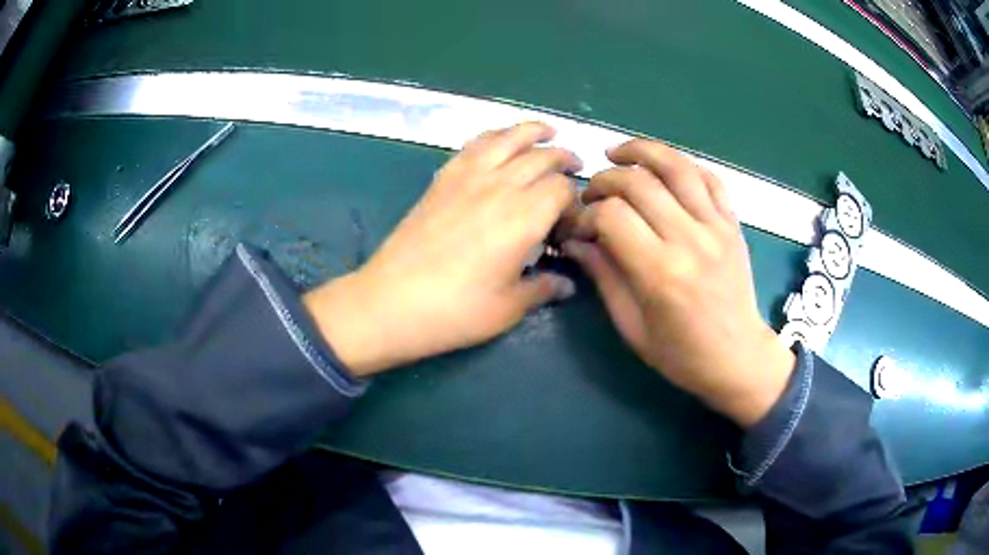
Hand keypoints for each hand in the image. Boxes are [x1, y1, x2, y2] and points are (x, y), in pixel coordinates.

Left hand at [304, 123, 580, 376]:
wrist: (392, 301)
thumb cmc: (455, 310)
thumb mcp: (508, 308)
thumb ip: (542, 288)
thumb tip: (567, 284)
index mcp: (524, 218)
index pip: (562, 189)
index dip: (574, 200)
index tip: (571, 219)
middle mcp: (500, 186)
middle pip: (541, 157)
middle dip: (564, 158)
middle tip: (574, 166)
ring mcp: (468, 177)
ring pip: (508, 139)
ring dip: (532, 131)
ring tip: (547, 131)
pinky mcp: (443, 178)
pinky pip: (474, 145)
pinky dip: (495, 136)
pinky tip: (500, 140)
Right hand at [561, 139, 794, 426]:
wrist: (737, 356)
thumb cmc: (680, 353)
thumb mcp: (631, 325)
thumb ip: (603, 275)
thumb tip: (575, 240)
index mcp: (660, 273)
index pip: (611, 216)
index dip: (585, 215)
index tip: (577, 226)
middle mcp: (690, 240)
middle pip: (638, 182)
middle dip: (604, 180)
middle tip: (591, 195)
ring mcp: (716, 227)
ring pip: (676, 167)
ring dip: (641, 151)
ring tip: (617, 153)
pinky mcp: (732, 223)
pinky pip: (709, 178)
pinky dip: (682, 165)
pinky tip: (662, 168)